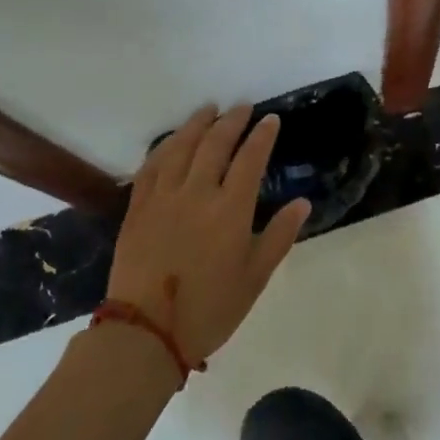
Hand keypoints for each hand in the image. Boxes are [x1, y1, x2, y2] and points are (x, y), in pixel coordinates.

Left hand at [107, 104, 308, 366]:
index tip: (271, 120)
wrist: (147, 332)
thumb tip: (302, 203)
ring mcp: (163, 198)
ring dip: (196, 125)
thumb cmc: (210, 309)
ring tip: (208, 110)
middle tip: (242, 107)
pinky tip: (171, 141)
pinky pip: (151, 166)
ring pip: (180, 148)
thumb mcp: (255, 277)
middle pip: (215, 145)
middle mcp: (196, 193)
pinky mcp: (137, 208)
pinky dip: (164, 147)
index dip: (262, 136)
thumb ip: (279, 236)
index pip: (250, 160)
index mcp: (230, 210)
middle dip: (231, 121)